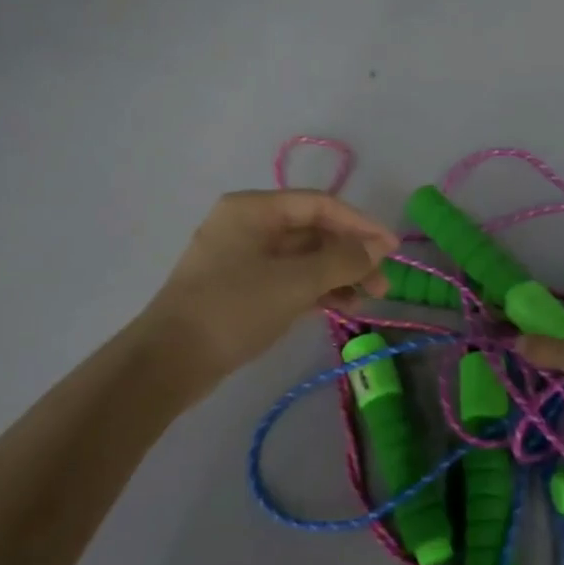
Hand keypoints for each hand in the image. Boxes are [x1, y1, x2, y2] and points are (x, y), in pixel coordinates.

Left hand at [140, 190, 398, 376]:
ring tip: (367, 299)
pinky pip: (288, 278)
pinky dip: (315, 289)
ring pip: (302, 257)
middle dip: (350, 254)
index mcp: (253, 208)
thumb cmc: (234, 308)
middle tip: (382, 283)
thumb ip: (342, 260)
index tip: (392, 249)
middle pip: (312, 230)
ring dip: (337, 274)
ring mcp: (243, 257)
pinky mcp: (242, 287)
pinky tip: (341, 306)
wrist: (170, 360)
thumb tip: (378, 246)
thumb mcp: (295, 282)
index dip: (360, 224)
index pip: (320, 205)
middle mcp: (248, 224)